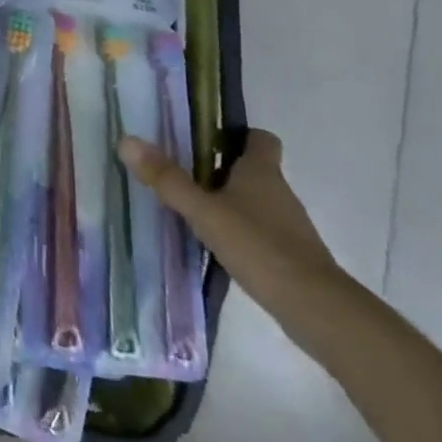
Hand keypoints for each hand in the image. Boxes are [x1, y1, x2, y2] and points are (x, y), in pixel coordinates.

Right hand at [119, 128, 344, 319]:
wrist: (315, 307)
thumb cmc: (259, 246)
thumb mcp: (204, 211)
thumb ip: (167, 179)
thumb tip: (127, 140)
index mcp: (261, 172)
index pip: (259, 138)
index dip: (236, 134)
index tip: (205, 139)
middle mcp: (278, 191)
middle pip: (251, 169)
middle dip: (219, 168)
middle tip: (181, 172)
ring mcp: (287, 225)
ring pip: (253, 200)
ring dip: (227, 201)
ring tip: (190, 208)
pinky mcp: (288, 253)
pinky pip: (258, 229)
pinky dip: (238, 230)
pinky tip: (214, 242)